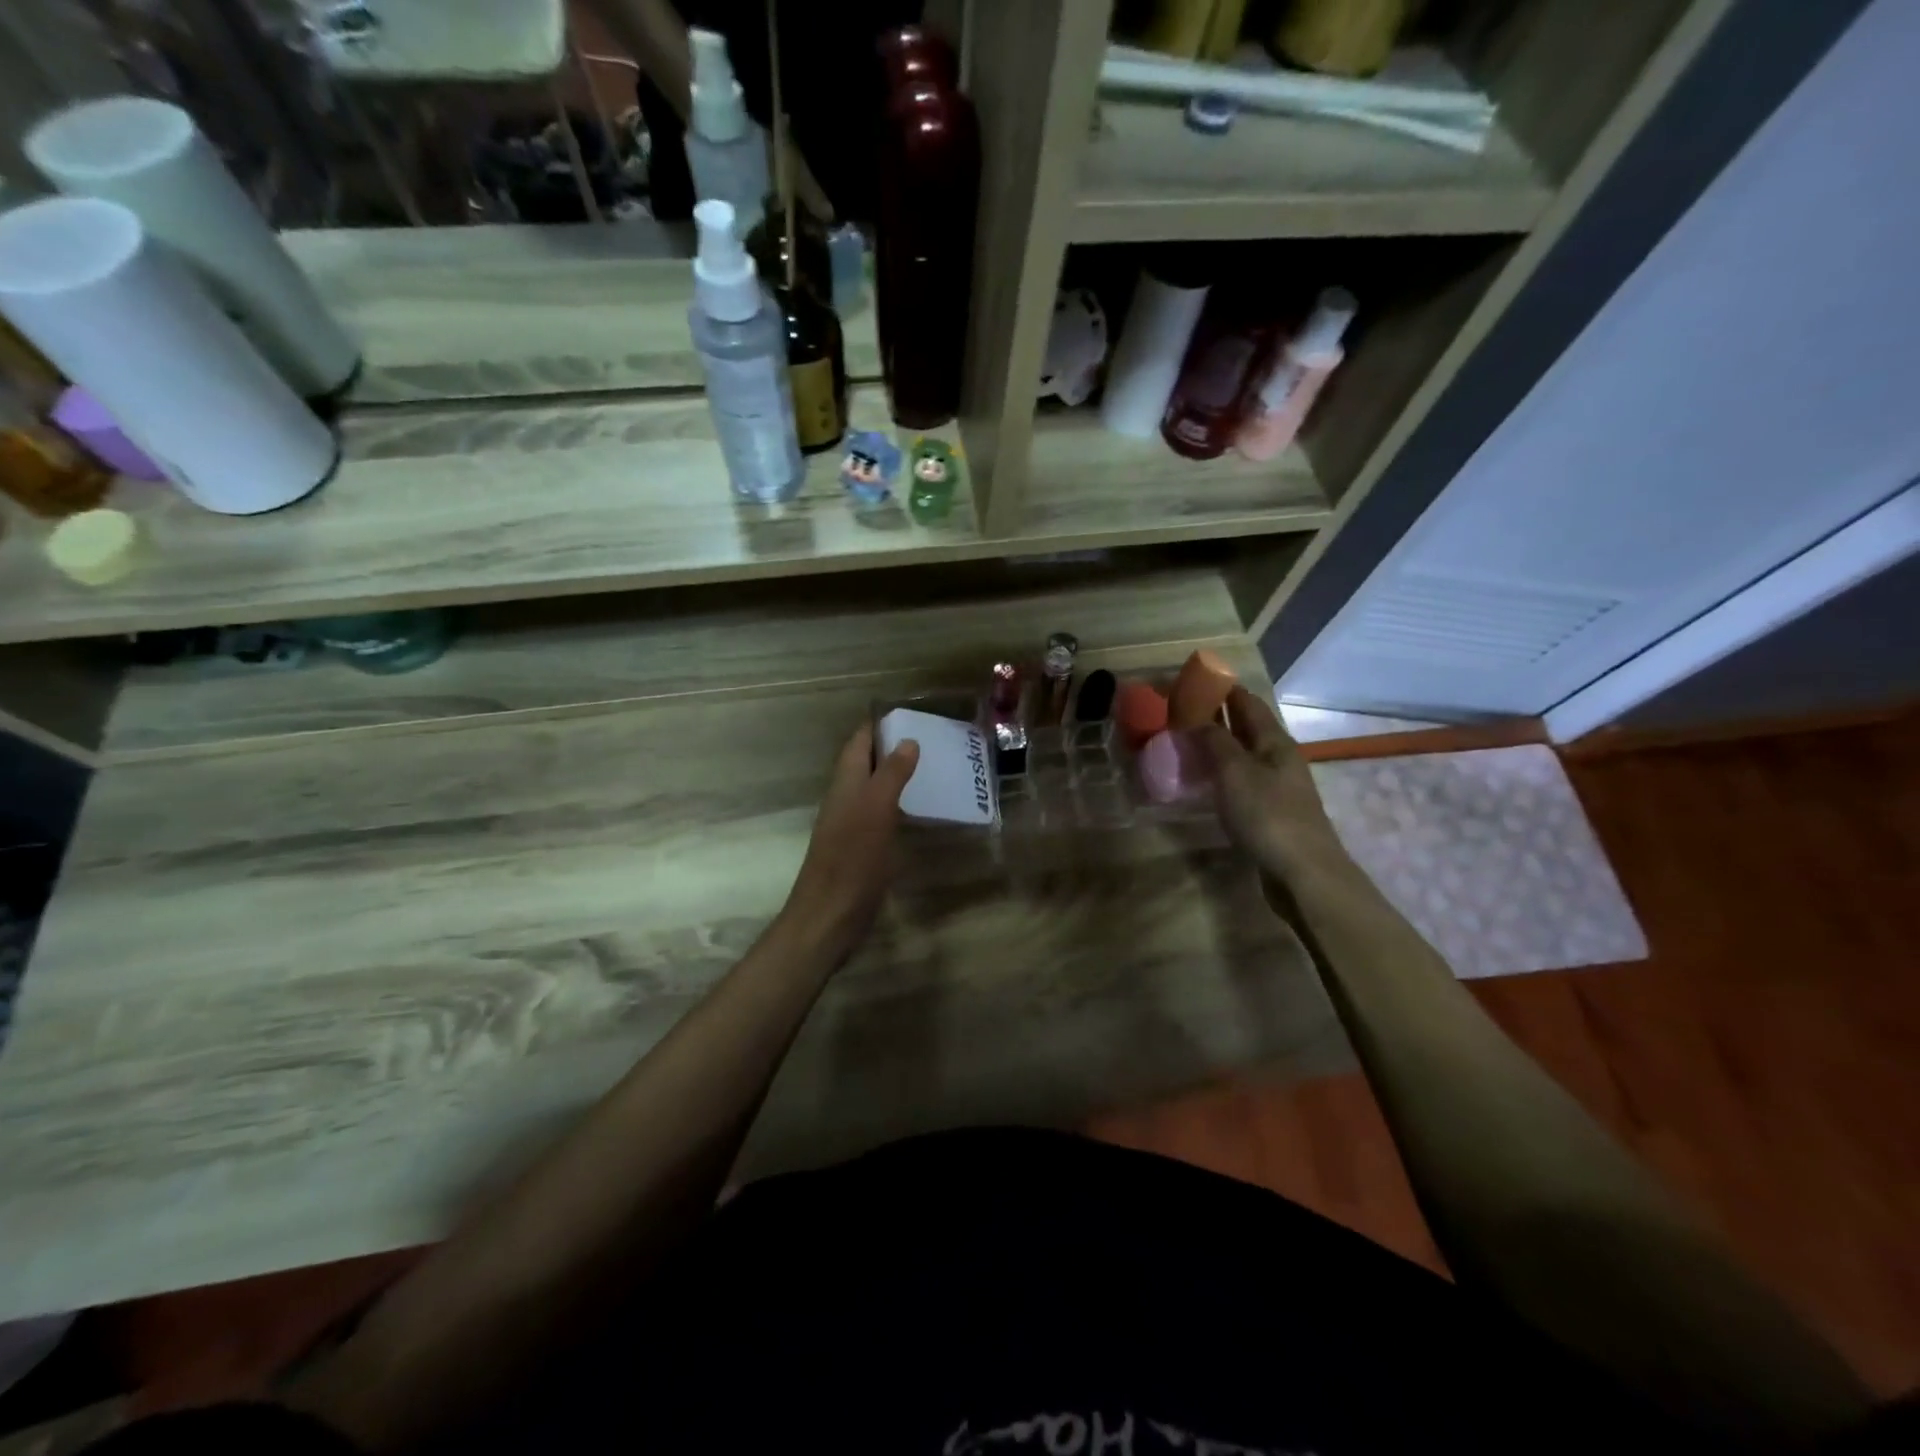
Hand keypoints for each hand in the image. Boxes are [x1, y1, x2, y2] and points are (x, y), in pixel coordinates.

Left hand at [781, 724, 918, 962]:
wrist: (830, 914)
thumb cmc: (853, 858)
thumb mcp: (876, 809)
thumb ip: (891, 774)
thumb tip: (907, 740)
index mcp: (846, 783)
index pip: (860, 741)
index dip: (879, 725)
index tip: (912, 714)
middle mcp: (846, 797)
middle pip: (868, 762)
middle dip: (894, 748)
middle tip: (933, 740)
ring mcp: (853, 823)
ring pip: (876, 788)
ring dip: (899, 776)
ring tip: (935, 768)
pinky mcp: (862, 847)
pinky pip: (882, 814)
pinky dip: (900, 804)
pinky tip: (922, 810)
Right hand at [1198, 687, 1346, 884]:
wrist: (1303, 873)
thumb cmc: (1268, 815)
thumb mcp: (1234, 772)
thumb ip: (1214, 741)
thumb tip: (1196, 718)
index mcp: (1274, 741)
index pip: (1247, 702)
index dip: (1222, 689)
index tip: (1192, 681)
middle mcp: (1278, 758)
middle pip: (1247, 727)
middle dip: (1217, 715)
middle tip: (1180, 711)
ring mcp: (1276, 787)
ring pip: (1243, 755)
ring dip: (1217, 745)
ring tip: (1185, 742)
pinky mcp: (1269, 813)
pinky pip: (1241, 781)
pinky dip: (1220, 773)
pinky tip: (1203, 781)